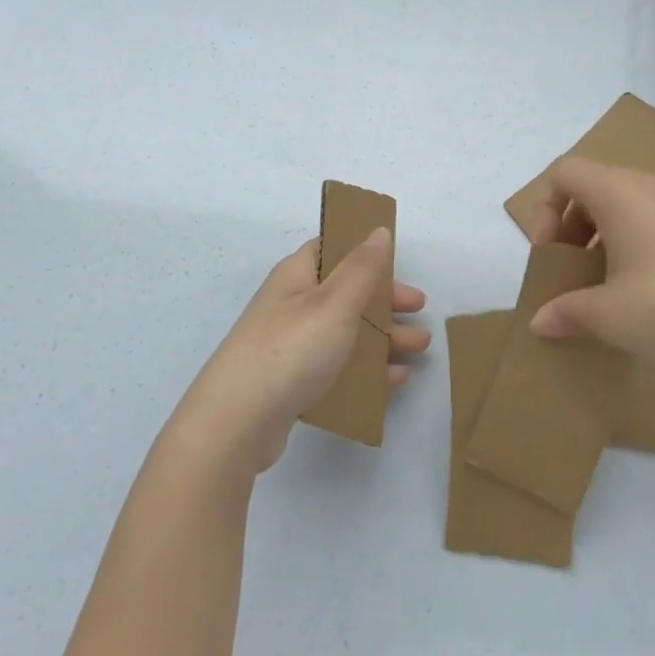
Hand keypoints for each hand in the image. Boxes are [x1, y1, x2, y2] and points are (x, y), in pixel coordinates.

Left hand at [169, 230, 428, 472]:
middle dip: (385, 301)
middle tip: (420, 311)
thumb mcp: (335, 303)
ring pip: (345, 332)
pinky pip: (336, 367)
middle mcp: (291, 305)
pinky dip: (366, 370)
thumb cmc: (290, 350)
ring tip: (418, 349)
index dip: (366, 253)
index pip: (332, 249)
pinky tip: (394, 381)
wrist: (235, 424)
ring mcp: (289, 345)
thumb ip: (362, 267)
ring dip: (383, 337)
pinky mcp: (291, 382)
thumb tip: (378, 230)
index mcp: (297, 276)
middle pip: (346, 293)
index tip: (400, 264)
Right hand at [526, 158, 654, 366]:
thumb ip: (566, 312)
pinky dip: (627, 242)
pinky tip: (634, 288)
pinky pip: (646, 219)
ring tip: (599, 282)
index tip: (551, 253)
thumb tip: (540, 323)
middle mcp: (644, 186)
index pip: (565, 172)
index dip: (546, 208)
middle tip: (569, 269)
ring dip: (598, 236)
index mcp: (616, 192)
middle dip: (569, 225)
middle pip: (591, 186)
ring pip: (620, 204)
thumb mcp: (607, 314)